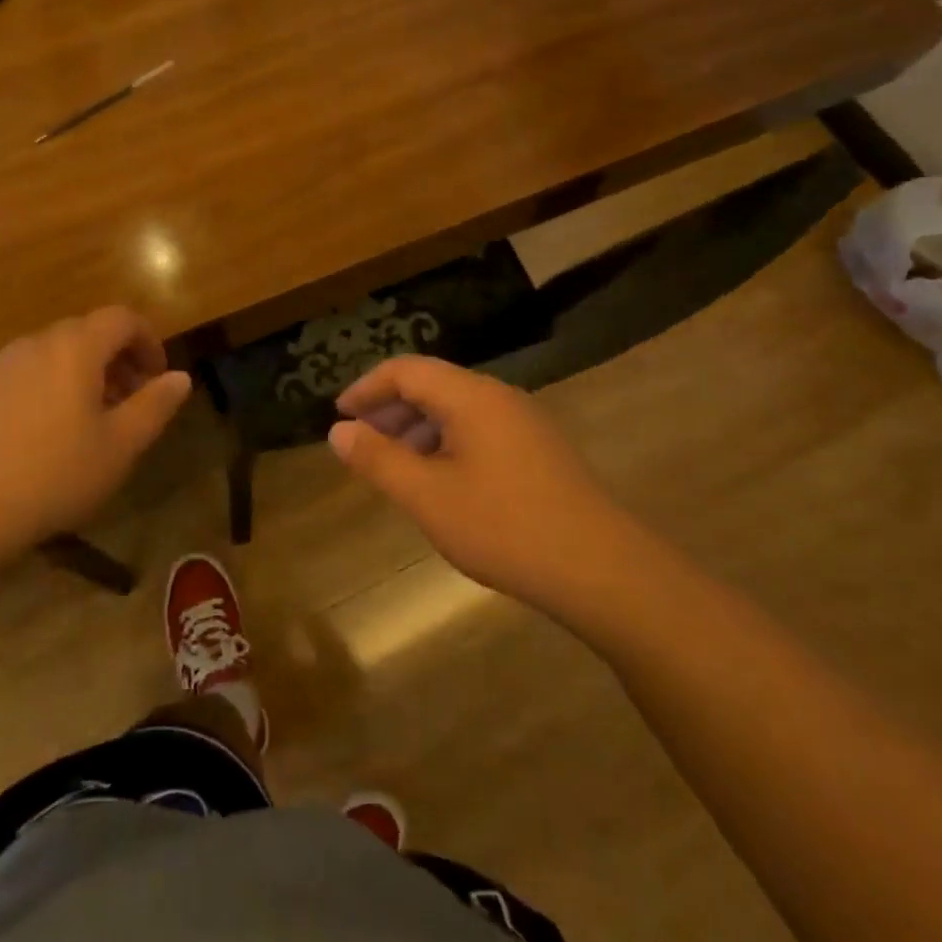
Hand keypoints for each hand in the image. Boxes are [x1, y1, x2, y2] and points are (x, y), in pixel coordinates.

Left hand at [0, 308, 191, 558]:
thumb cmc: (53, 474)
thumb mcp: (119, 446)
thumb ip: (154, 406)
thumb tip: (180, 377)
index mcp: (75, 347)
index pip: (121, 319)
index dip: (148, 341)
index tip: (158, 377)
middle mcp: (36, 344)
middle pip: (88, 333)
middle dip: (118, 360)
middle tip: (133, 403)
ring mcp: (1, 365)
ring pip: (56, 355)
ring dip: (86, 375)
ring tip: (95, 422)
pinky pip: (29, 374)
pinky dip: (54, 388)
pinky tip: (51, 436)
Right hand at [328, 355, 642, 615]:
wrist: (602, 570)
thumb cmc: (504, 528)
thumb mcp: (427, 497)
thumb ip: (378, 459)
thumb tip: (338, 431)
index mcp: (471, 396)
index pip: (406, 370)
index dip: (366, 388)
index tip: (338, 415)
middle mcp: (499, 397)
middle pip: (431, 384)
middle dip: (390, 409)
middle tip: (360, 442)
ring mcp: (524, 422)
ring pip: (456, 409)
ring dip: (417, 428)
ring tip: (394, 465)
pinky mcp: (538, 449)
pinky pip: (478, 429)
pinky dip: (445, 443)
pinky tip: (439, 481)